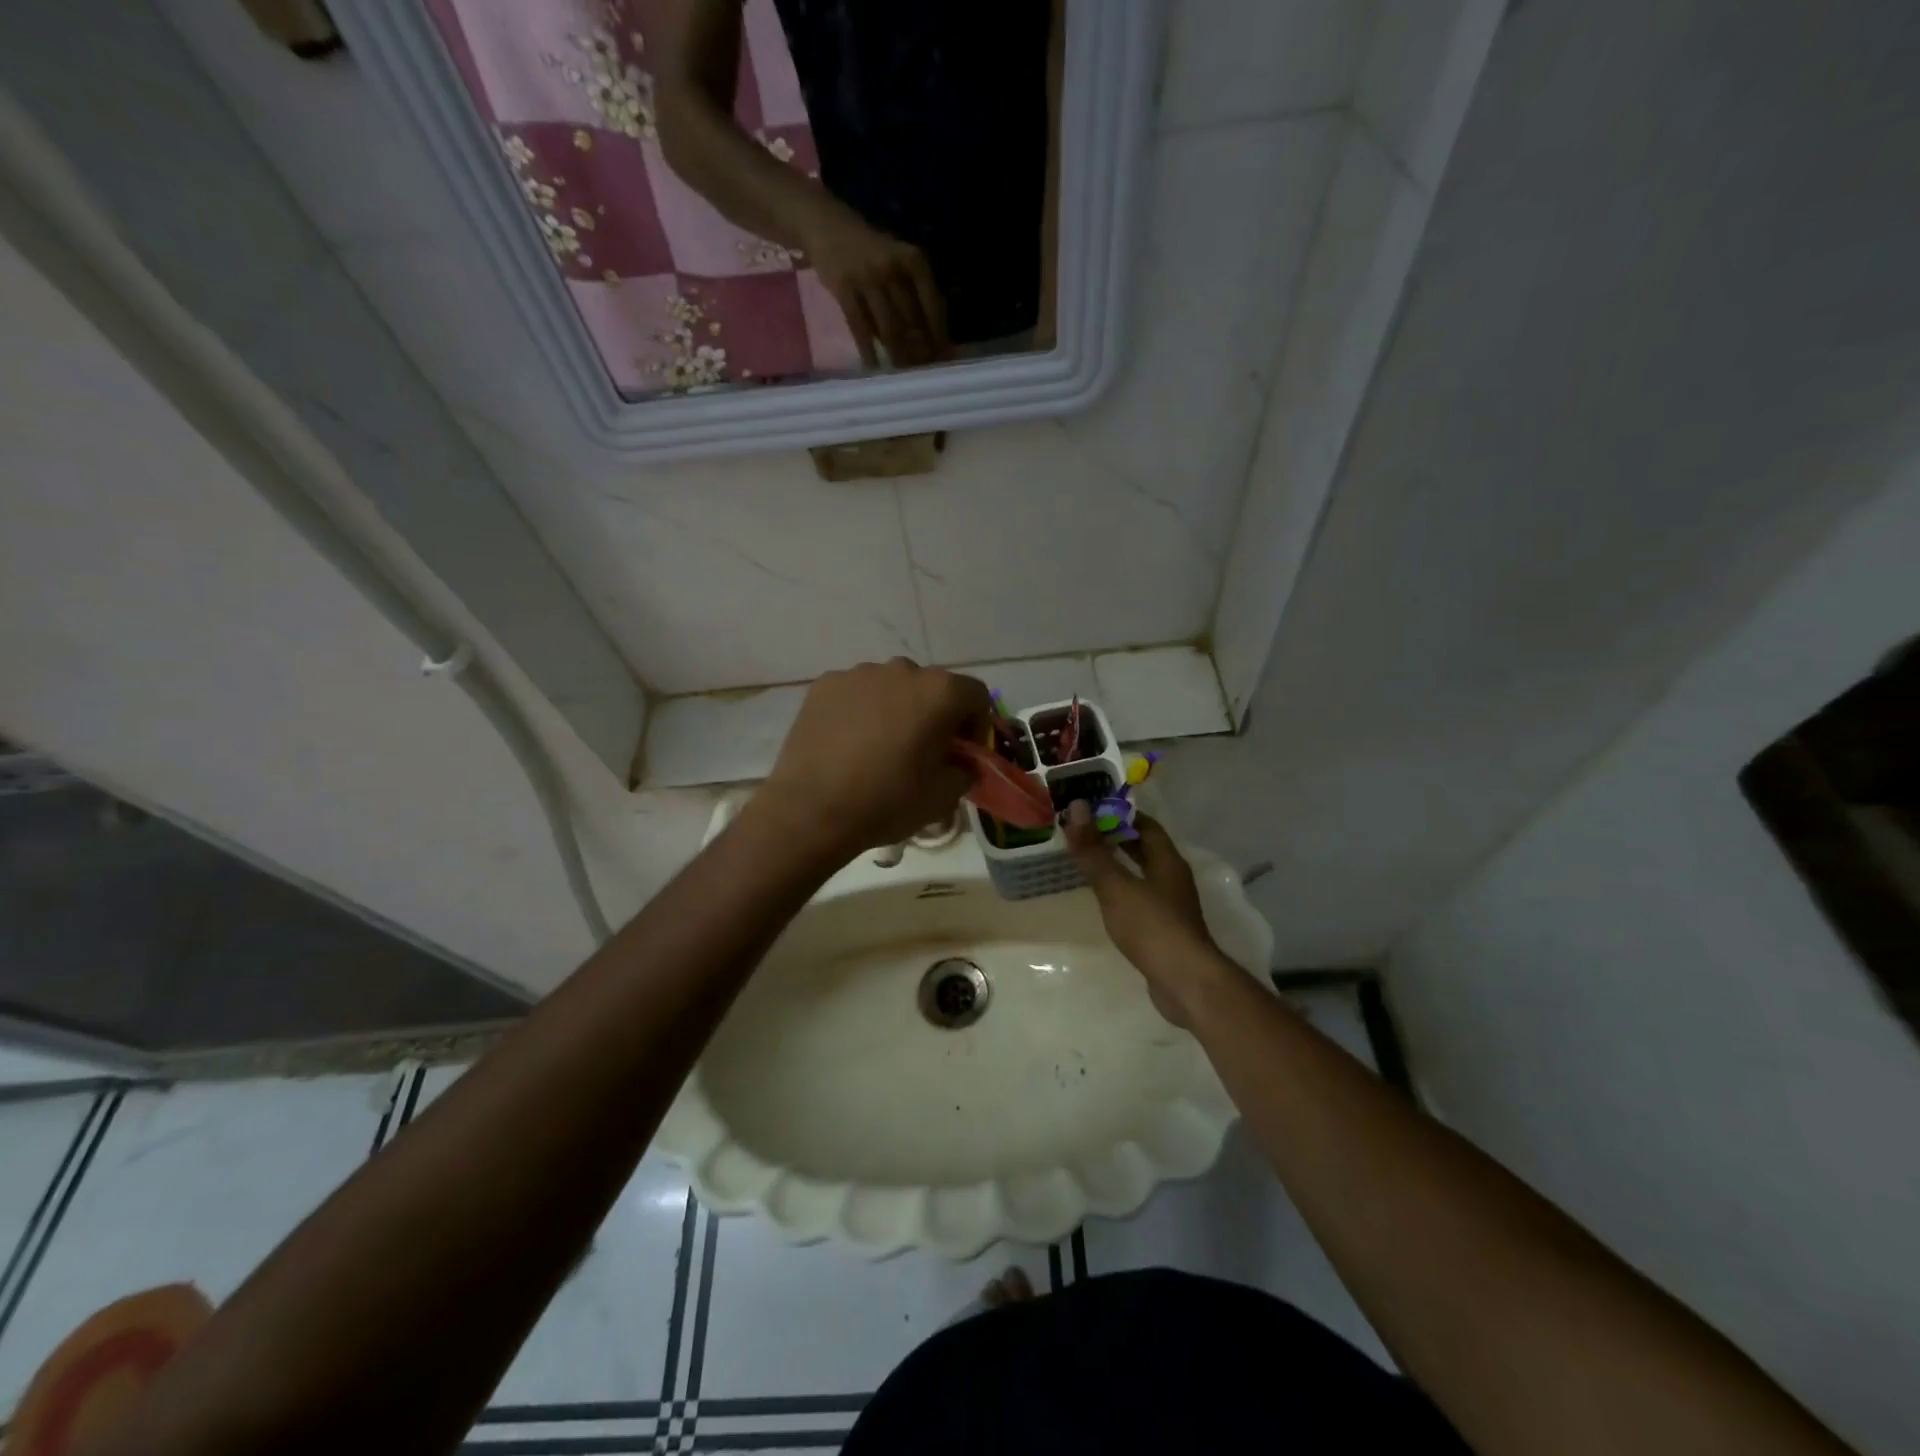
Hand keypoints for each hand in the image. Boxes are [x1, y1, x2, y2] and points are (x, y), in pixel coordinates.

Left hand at [758, 658, 991, 859]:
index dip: (977, 724)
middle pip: (932, 687)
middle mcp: (901, 670)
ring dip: (897, 709)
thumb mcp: (944, 796)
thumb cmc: (887, 801)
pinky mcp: (824, 685)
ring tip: (881, 747)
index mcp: (939, 692)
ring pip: (891, 687)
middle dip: (935, 714)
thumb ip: (966, 770)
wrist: (811, 810)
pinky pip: (856, 693)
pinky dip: (861, 711)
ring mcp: (858, 674)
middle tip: (924, 750)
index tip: (964, 753)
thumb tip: (961, 762)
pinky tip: (849, 744)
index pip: (976, 695)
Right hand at [801, 200, 948, 366]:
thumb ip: (914, 294)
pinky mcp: (844, 288)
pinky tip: (873, 365)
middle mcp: (894, 268)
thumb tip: (932, 340)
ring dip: (897, 354)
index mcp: (914, 261)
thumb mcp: (899, 263)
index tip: (942, 358)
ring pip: (889, 327)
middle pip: (912, 320)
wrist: (827, 226)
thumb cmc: (870, 253)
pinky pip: (859, 327)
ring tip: (902, 372)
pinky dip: (867, 349)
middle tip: (922, 371)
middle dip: (919, 350)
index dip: (938, 335)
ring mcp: (868, 278)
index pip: (933, 305)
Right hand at [1065, 805, 1230, 1026]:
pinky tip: (1104, 900)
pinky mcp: (1165, 930)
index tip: (1091, 810)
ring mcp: (1172, 905)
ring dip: (1119, 865)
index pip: (1146, 825)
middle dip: (1117, 838)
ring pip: (1143, 874)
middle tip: (1083, 833)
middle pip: (1145, 849)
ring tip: (1088, 862)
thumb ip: (1094, 850)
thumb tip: (1077, 807)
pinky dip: (1122, 891)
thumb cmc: (1152, 926)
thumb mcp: (1116, 886)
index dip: (1120, 814)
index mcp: (1167, 860)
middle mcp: (1173, 878)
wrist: (1186, 982)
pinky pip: (1141, 899)